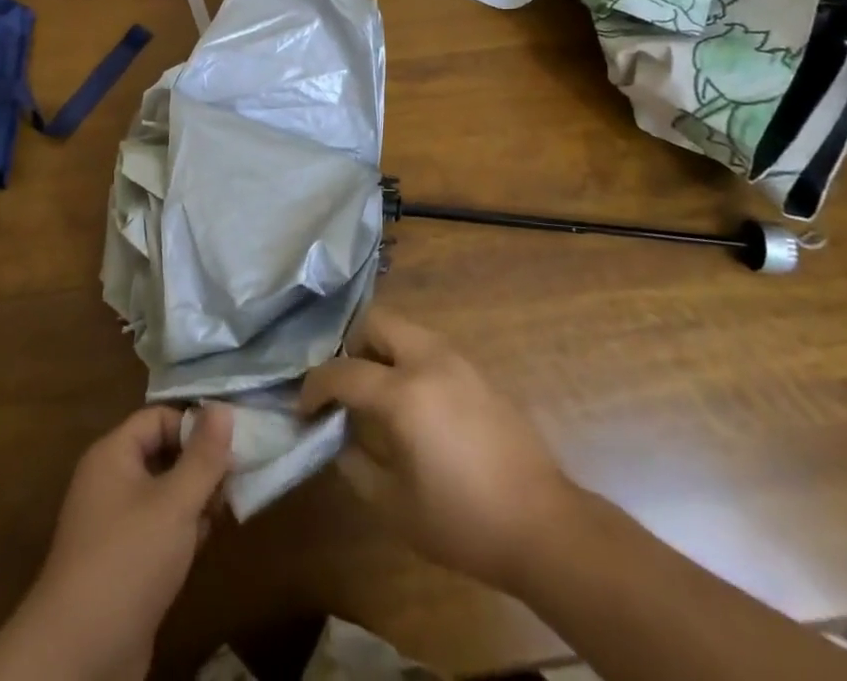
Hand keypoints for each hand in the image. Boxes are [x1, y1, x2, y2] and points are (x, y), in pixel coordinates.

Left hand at [0, 404, 232, 680]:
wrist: (79, 656)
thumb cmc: (128, 560)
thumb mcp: (175, 503)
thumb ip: (203, 456)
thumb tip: (222, 407)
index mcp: (113, 454)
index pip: (159, 418)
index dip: (194, 425)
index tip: (232, 444)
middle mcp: (109, 481)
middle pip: (162, 454)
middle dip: (200, 464)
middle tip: (236, 479)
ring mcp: (113, 524)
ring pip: (163, 493)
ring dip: (194, 499)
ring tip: (226, 509)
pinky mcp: (122, 562)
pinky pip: (157, 528)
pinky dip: (182, 530)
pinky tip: (205, 542)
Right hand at [299, 308, 589, 591]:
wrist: (543, 525)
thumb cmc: (463, 521)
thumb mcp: (394, 506)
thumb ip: (355, 464)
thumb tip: (337, 437)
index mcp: (404, 392)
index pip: (344, 371)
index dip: (315, 386)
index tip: (303, 406)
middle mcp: (429, 360)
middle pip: (376, 322)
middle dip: (350, 346)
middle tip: (343, 385)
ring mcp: (458, 360)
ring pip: (405, 329)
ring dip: (381, 349)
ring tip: (374, 393)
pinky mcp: (479, 371)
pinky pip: (430, 348)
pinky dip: (408, 359)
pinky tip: (412, 402)